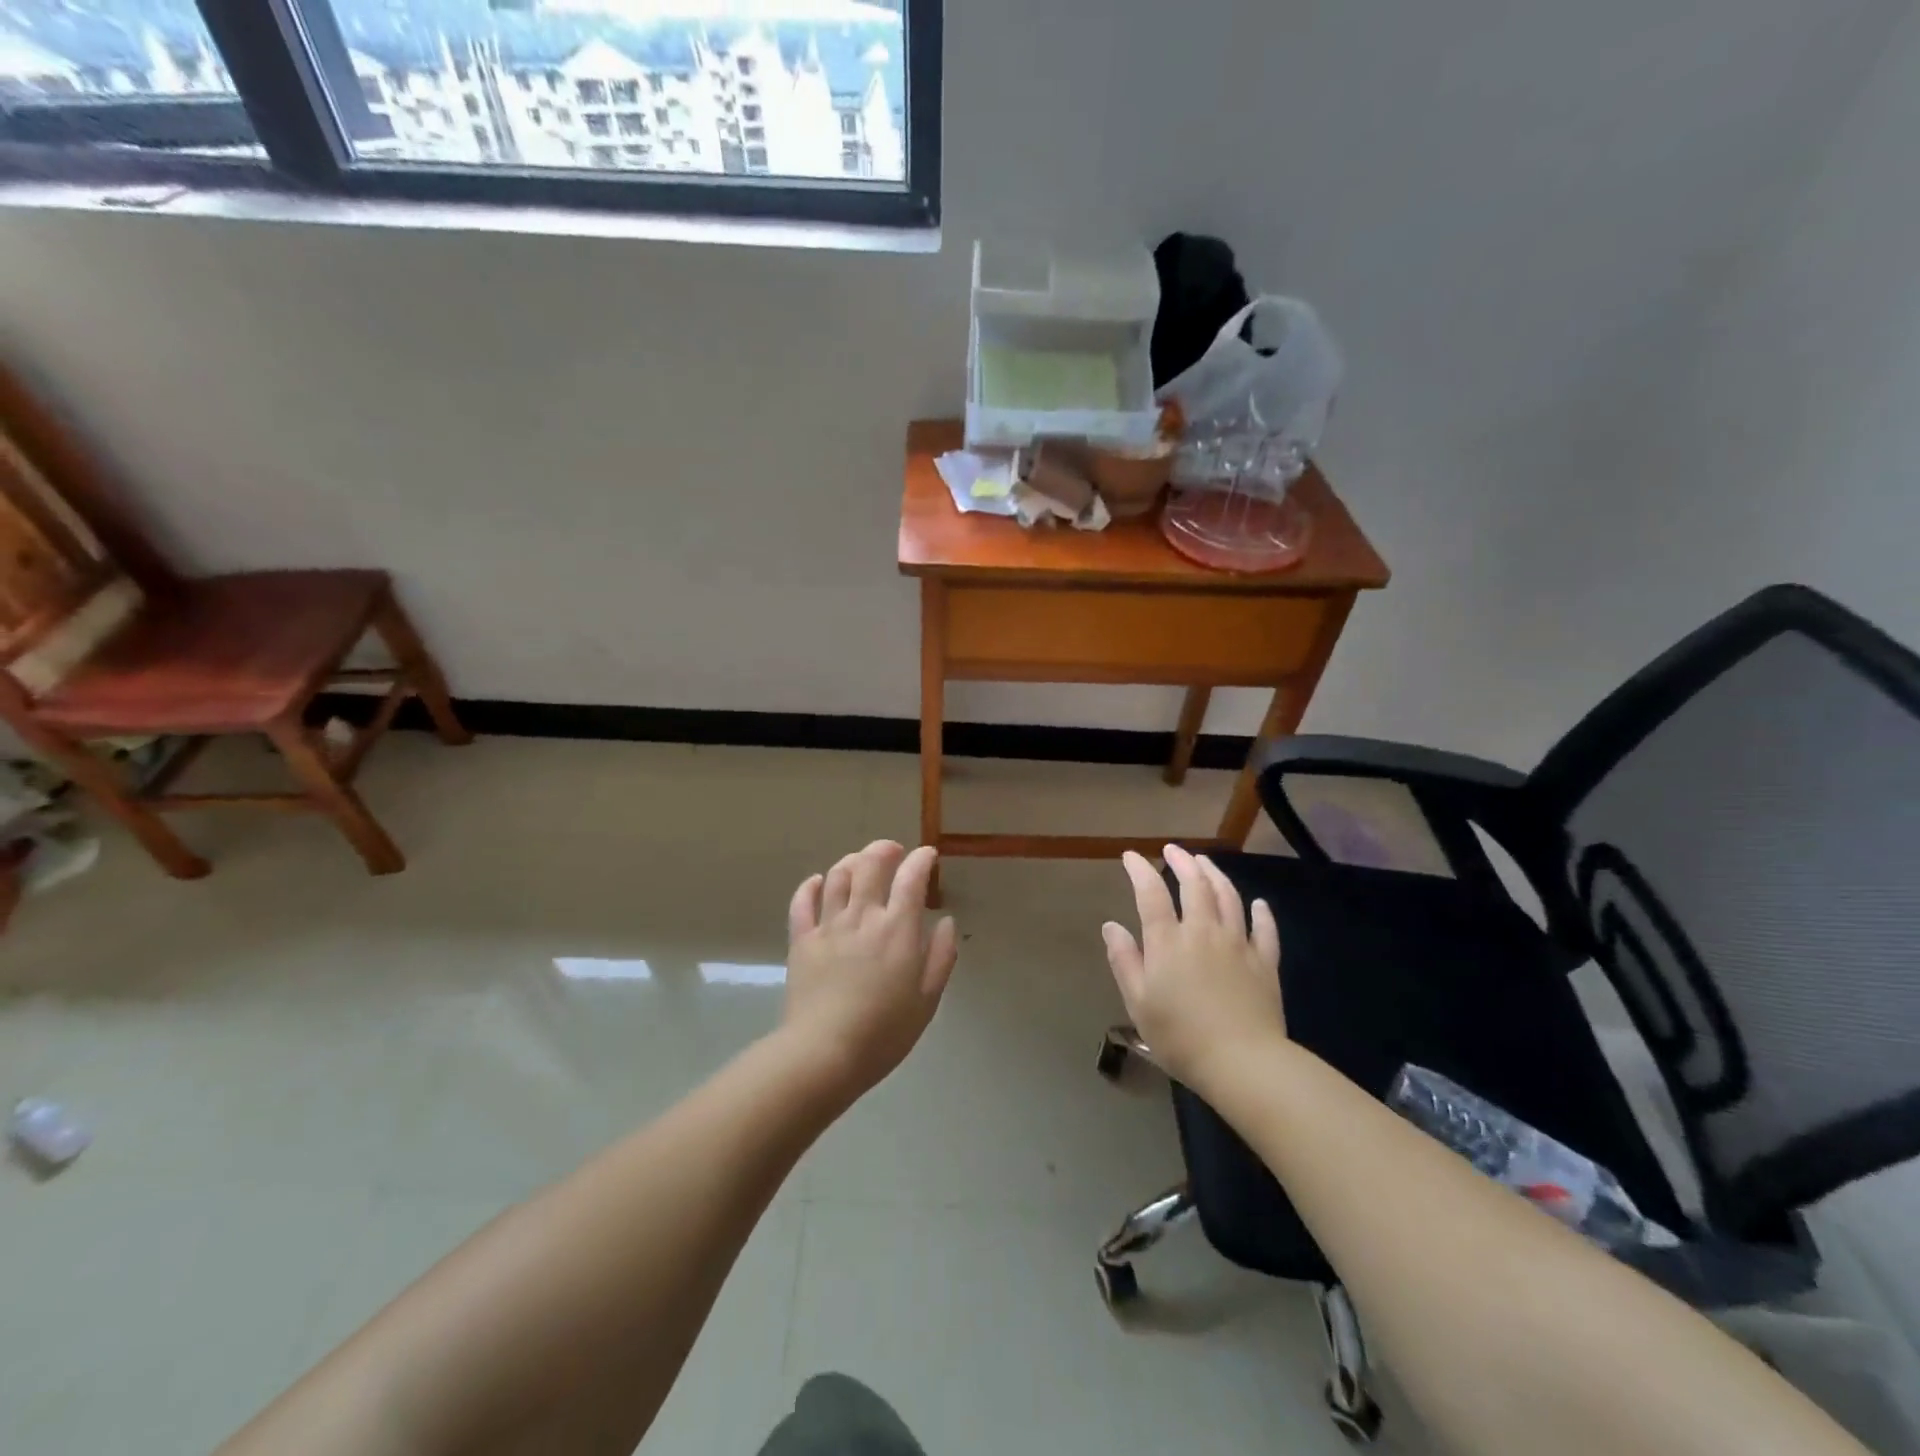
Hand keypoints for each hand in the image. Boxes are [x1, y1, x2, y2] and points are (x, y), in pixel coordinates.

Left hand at [783, 840, 958, 1097]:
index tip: (928, 855)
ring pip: (837, 876)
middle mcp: (862, 917)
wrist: (824, 1053)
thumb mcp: (927, 999)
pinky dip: (810, 886)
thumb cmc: (884, 1032)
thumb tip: (945, 922)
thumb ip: (940, 956)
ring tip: (860, 863)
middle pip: (870, 864)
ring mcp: (828, 926)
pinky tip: (817, 883)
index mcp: (897, 929)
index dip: (921, 859)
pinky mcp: (802, 940)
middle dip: (884, 849)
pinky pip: (802, 902)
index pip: (911, 878)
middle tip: (893, 851)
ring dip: (851, 862)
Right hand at [1101, 845, 1284, 1090]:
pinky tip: (1258, 904)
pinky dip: (1261, 913)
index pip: (1151, 894)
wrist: (1243, 1063)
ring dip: (1215, 875)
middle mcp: (1203, 932)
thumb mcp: (1138, 1003)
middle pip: (1194, 885)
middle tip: (1172, 850)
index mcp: (1168, 942)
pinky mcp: (1265, 963)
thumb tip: (1111, 926)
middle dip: (1182, 862)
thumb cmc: (1181, 1037)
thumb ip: (1124, 961)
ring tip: (1205, 862)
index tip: (1131, 856)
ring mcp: (1238, 945)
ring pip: (1228, 898)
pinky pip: (1265, 930)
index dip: (1140, 870)